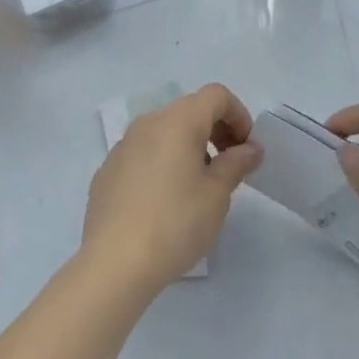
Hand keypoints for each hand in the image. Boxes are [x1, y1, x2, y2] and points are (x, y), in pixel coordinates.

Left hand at [82, 83, 262, 295]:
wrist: (114, 263)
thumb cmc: (175, 223)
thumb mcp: (216, 194)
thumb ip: (236, 163)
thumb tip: (250, 148)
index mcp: (178, 120)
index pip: (216, 95)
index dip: (239, 115)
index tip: (247, 149)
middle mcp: (149, 122)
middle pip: (190, 110)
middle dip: (216, 130)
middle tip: (230, 167)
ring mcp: (124, 145)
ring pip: (166, 131)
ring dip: (190, 147)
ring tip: (199, 187)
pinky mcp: (108, 170)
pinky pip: (145, 153)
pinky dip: (164, 162)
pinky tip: (165, 201)